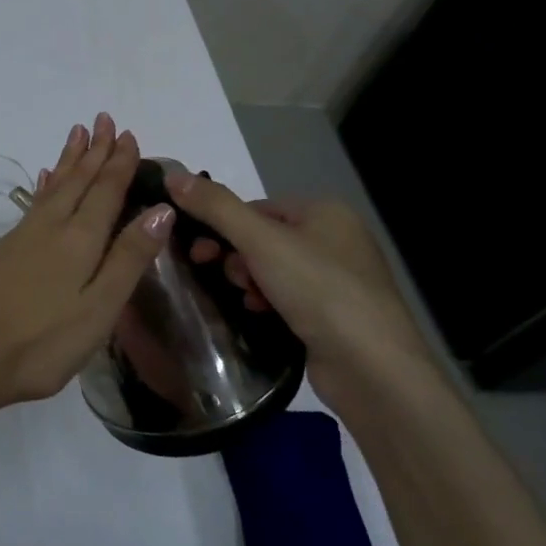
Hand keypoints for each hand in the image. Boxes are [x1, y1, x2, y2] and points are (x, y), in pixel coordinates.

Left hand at [0, 113, 174, 416]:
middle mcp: (52, 226)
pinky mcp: (6, 249)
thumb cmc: (44, 341)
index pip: (106, 190)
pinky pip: (35, 201)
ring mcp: (24, 235)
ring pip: (55, 186)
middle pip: (78, 180)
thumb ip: (129, 258)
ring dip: (70, 159)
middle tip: (104, 119)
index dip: (119, 163)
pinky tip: (46, 178)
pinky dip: (46, 184)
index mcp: (80, 239)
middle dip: (95, 150)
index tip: (129, 135)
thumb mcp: (99, 308)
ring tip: (78, 134)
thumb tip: (161, 209)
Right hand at [164, 173, 441, 408]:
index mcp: (325, 211)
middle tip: (224, 277)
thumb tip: (172, 175)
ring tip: (248, 300)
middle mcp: (336, 238)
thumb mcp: (260, 241)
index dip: (223, 226)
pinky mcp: (336, 315)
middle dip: (237, 257)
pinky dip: (268, 303)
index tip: (198, 251)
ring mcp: (339, 279)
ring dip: (250, 281)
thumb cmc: (319, 291)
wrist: (373, 369)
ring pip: (272, 269)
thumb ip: (215, 207)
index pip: (256, 207)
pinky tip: (261, 315)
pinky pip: (288, 296)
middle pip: (262, 237)